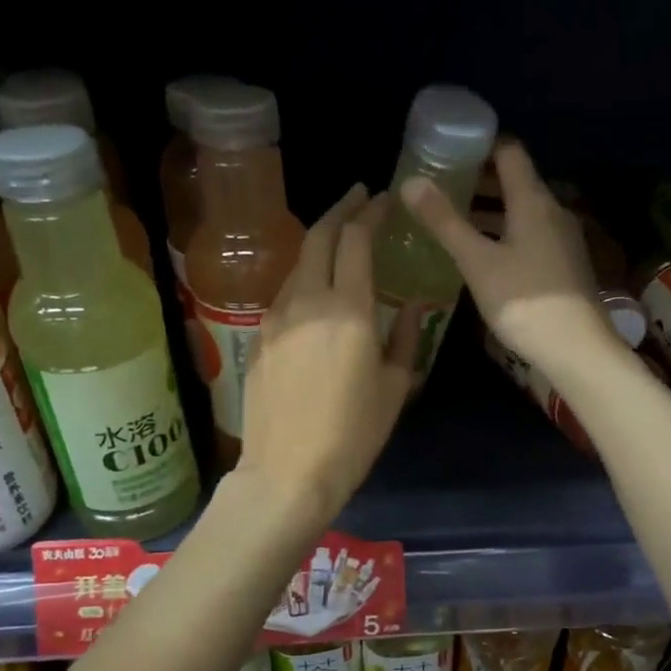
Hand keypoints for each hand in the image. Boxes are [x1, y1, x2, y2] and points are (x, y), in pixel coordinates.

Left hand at [236, 185, 420, 526]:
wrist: (287, 472)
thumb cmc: (353, 434)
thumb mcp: (395, 387)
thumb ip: (406, 337)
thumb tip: (411, 306)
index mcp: (348, 309)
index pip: (355, 240)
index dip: (369, 213)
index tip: (382, 199)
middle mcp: (307, 301)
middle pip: (318, 237)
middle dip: (340, 210)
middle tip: (358, 198)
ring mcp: (276, 318)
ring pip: (297, 263)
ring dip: (319, 243)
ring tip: (339, 242)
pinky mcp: (259, 338)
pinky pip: (284, 293)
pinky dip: (304, 278)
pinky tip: (316, 290)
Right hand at [399, 139, 617, 376]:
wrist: (577, 350)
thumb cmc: (524, 301)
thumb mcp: (477, 262)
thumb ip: (445, 221)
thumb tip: (411, 182)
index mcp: (533, 201)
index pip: (509, 152)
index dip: (480, 145)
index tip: (448, 150)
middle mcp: (553, 211)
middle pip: (516, 181)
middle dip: (479, 179)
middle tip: (442, 185)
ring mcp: (562, 238)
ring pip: (522, 210)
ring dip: (490, 209)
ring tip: (454, 217)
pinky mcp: (563, 263)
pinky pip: (530, 233)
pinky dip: (504, 232)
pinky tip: (482, 252)